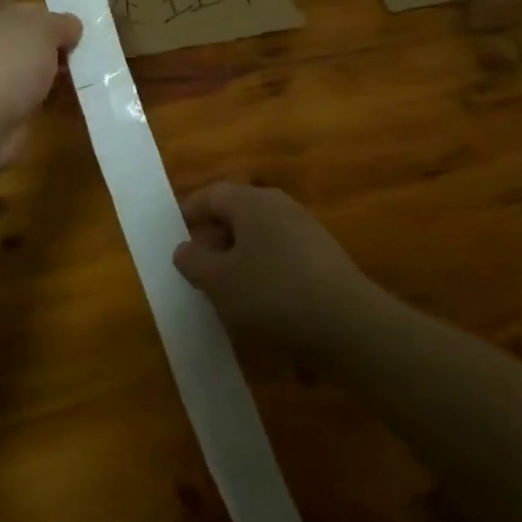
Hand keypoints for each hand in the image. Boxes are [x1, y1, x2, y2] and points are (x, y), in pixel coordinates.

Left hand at [0, 0, 80, 162]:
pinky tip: (80, 88)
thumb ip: (59, 21)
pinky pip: (30, 90)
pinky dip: (53, 89)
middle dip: (47, 21)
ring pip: (25, 58)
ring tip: (88, 56)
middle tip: (80, 22)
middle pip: (13, 20)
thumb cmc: (0, 61)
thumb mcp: (39, 28)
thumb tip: (69, 26)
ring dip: (55, 58)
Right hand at [173, 183, 385, 351]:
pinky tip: (261, 305)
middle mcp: (281, 206)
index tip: (173, 237)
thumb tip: (184, 248)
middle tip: (196, 270)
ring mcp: (307, 230)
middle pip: (237, 214)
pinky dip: (264, 272)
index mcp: (252, 202)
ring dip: (239, 259)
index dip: (189, 213)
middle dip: (214, 239)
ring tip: (224, 292)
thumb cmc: (272, 295)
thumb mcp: (219, 283)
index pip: (212, 195)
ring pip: (260, 237)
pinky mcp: (324, 258)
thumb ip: (194, 262)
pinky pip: (281, 256)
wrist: (348, 325)